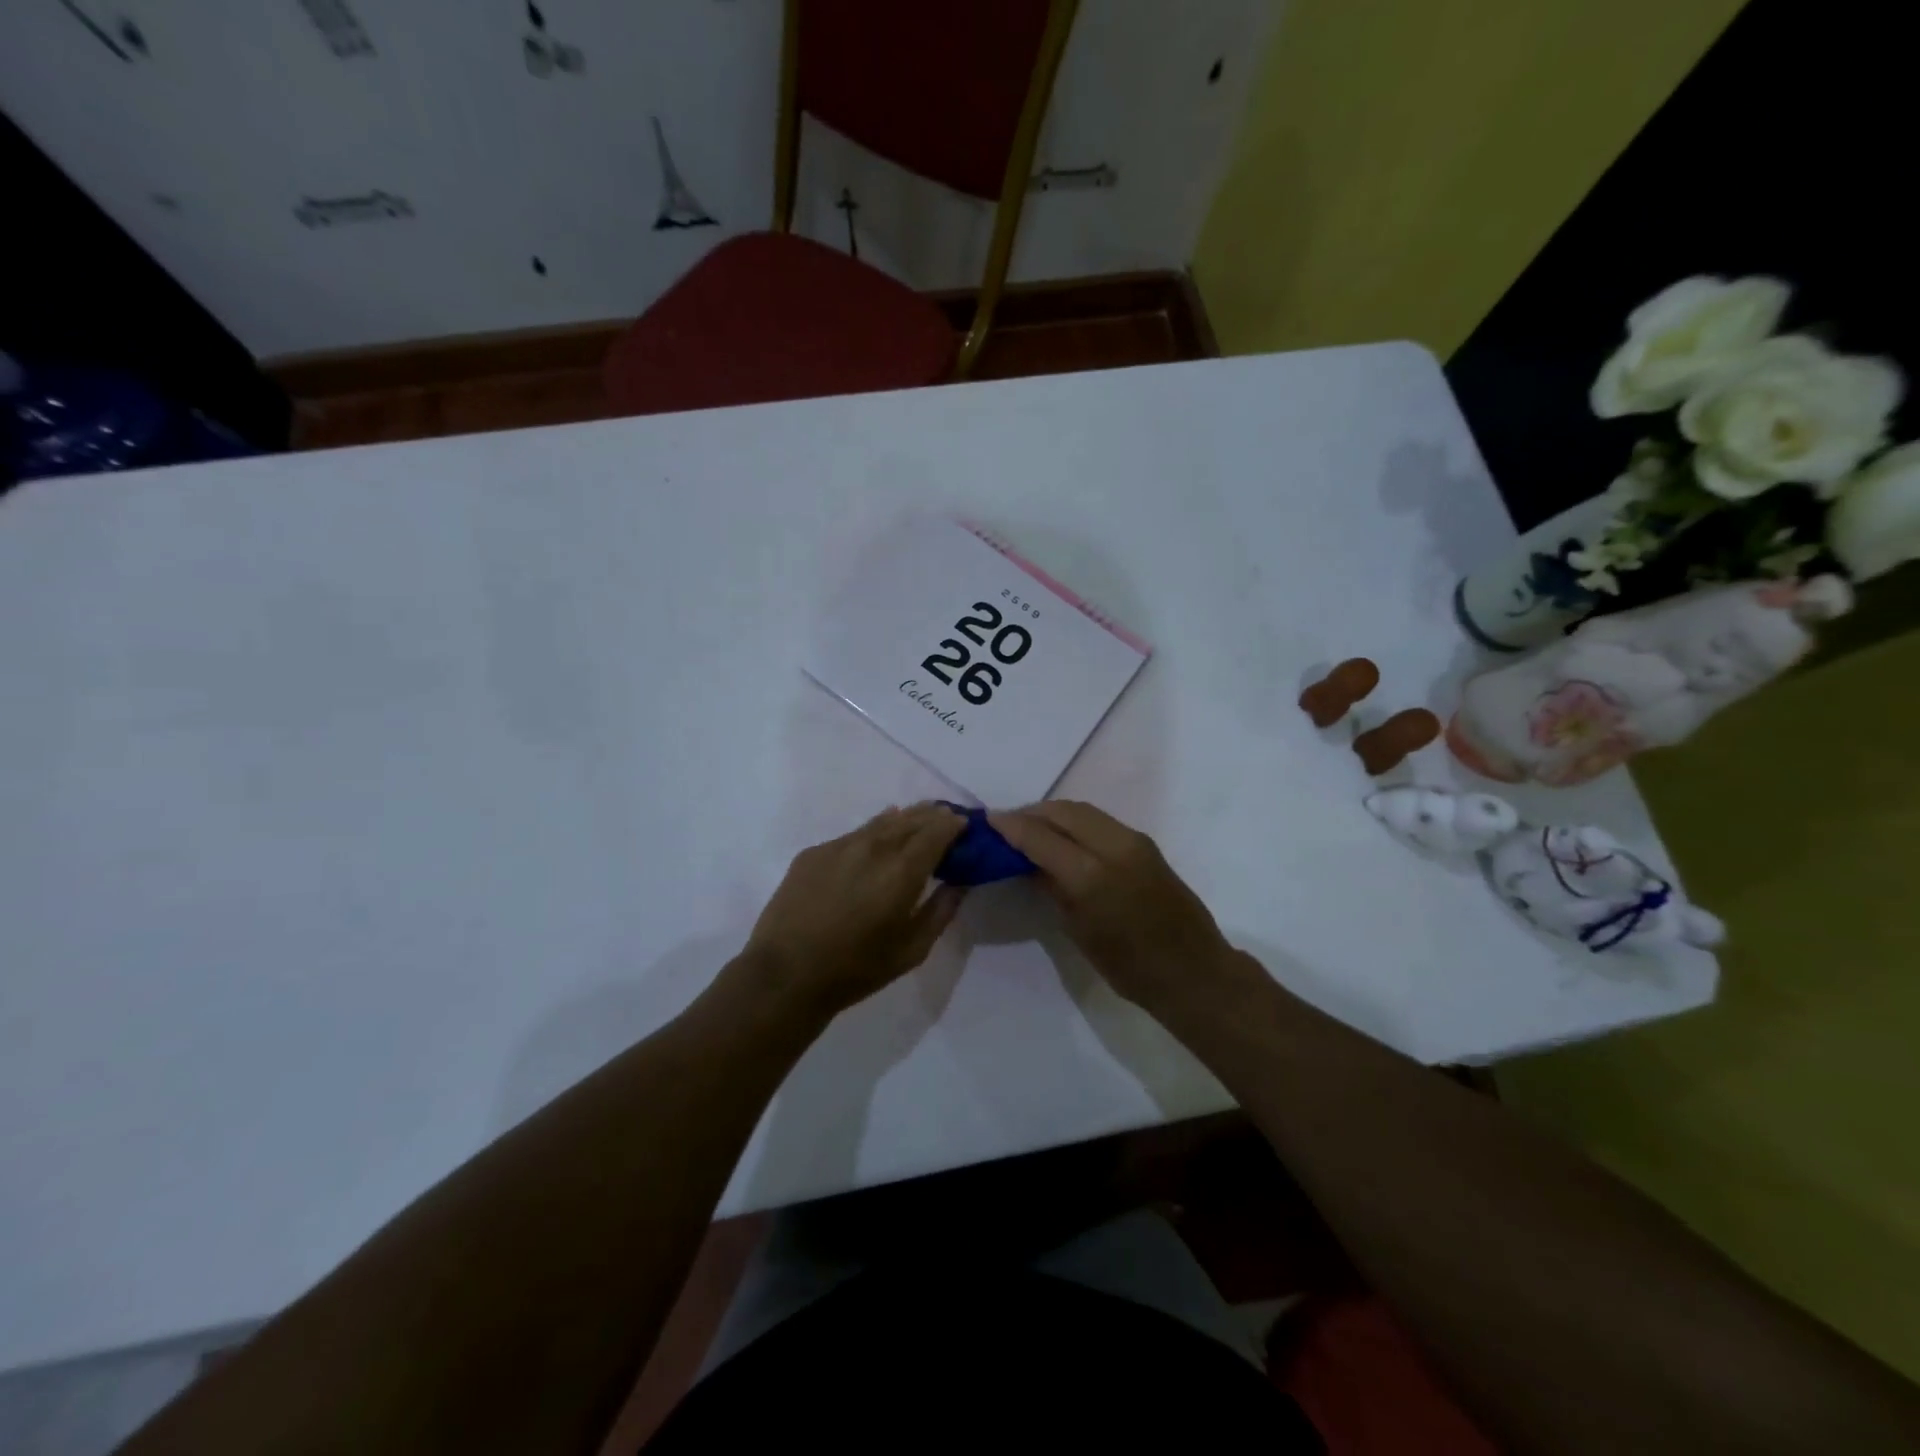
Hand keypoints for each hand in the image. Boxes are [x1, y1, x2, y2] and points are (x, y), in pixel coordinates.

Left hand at [738, 803, 966, 1023]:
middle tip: (946, 817)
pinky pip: (853, 835)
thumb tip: (959, 884)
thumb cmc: (856, 969)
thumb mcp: (912, 950)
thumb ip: (941, 911)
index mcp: (901, 871)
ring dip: (904, 819)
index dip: (953, 824)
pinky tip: (875, 840)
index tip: (964, 825)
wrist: (785, 975)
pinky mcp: (813, 852)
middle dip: (932, 816)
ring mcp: (839, 846)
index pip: (936, 831)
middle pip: (910, 819)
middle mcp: (872, 847)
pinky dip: (873, 833)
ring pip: (880, 822)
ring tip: (916, 820)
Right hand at [990, 801, 1251, 1020]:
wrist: (1193, 971)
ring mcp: (1133, 841)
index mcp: (1091, 875)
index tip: (987, 820)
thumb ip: (1052, 887)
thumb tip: (1029, 861)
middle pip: (1062, 812)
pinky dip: (1075, 821)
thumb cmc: (1129, 967)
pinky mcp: (1145, 844)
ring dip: (1053, 814)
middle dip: (1031, 813)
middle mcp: (1113, 846)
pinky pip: (1100, 820)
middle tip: (1006, 824)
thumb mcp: (1078, 930)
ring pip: (1083, 811)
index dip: (1011, 825)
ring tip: (1030, 827)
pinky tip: (1062, 836)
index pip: (1040, 836)